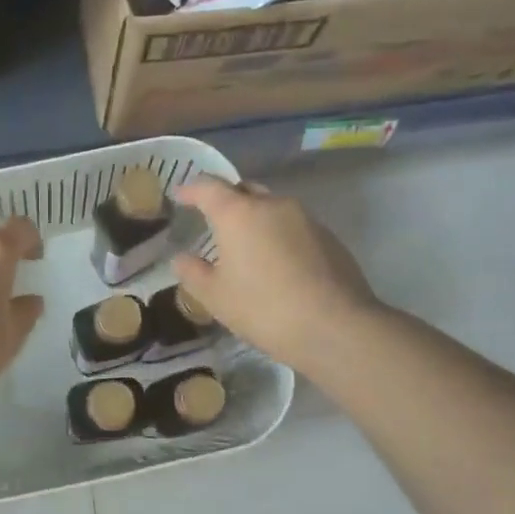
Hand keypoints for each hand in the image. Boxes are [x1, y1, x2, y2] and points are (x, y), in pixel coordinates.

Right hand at [172, 177, 379, 372]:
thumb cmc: (263, 308)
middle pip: (244, 190)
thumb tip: (181, 258)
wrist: (335, 326)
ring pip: (272, 208)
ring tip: (246, 246)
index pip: (208, 187)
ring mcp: (305, 218)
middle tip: (213, 221)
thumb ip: (192, 272)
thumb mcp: (215, 297)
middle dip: (226, 200)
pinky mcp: (328, 237)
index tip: (179, 196)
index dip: (190, 189)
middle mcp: (273, 205)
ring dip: (255, 219)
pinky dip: (279, 236)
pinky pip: (294, 227)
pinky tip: (277, 264)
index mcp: (238, 213)